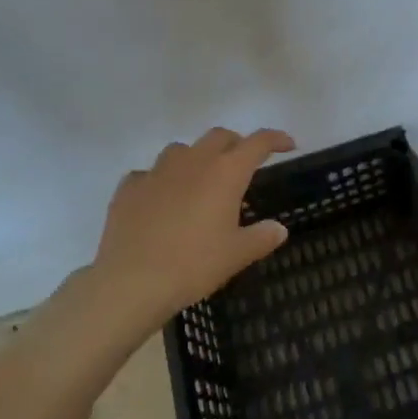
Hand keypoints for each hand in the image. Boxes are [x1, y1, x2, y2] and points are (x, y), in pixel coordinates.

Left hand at [93, 127, 296, 324]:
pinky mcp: (129, 187)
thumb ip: (262, 237)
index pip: (257, 143)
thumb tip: (279, 228)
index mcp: (225, 172)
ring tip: (199, 180)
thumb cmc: (193, 265)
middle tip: (243, 163)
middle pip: (219, 136)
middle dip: (236, 144)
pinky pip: (149, 174)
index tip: (288, 144)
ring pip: (182, 149)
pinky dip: (160, 181)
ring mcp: (157, 171)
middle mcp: (193, 161)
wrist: (131, 281)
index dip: (275, 139)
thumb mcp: (236, 255)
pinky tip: (160, 200)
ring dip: (196, 157)